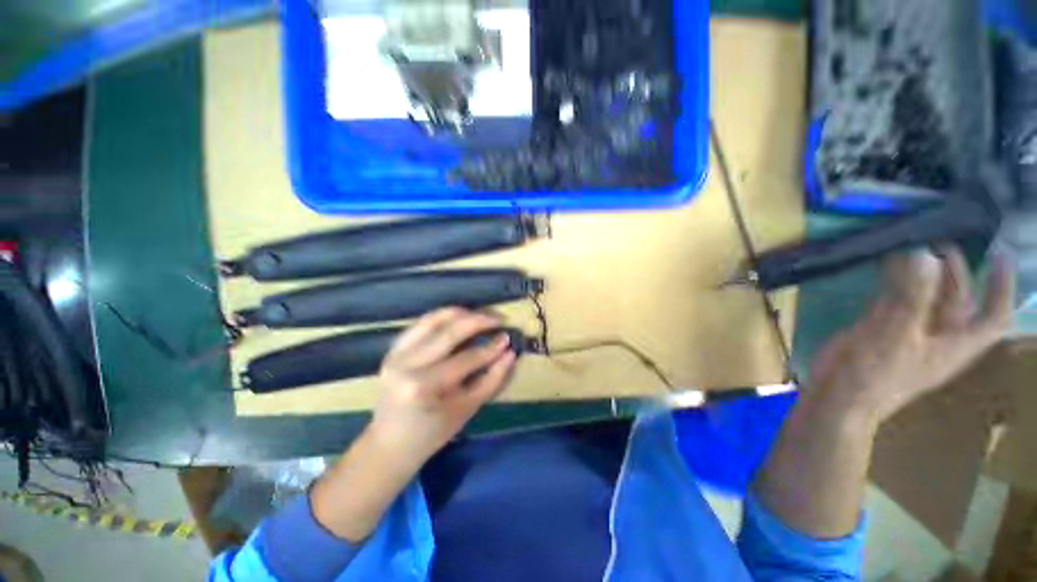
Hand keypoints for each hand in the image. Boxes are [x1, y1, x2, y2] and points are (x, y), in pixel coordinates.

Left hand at [367, 308, 516, 468]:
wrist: (389, 443)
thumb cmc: (431, 433)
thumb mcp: (467, 410)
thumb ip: (491, 380)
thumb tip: (510, 354)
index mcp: (424, 386)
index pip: (466, 358)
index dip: (491, 347)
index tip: (508, 338)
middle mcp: (407, 364)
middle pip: (450, 331)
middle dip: (479, 320)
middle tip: (499, 318)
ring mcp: (396, 353)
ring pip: (434, 319)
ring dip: (462, 312)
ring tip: (482, 314)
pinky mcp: (393, 348)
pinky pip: (422, 323)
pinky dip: (443, 316)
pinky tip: (460, 318)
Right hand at [808, 247, 1014, 424]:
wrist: (838, 397)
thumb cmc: (876, 374)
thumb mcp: (897, 336)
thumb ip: (912, 297)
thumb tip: (925, 255)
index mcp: (954, 344)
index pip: (992, 316)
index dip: (1001, 287)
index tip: (999, 255)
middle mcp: (937, 336)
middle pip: (956, 300)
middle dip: (954, 271)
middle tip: (940, 241)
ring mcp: (907, 332)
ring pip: (923, 298)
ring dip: (922, 274)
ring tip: (915, 246)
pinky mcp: (879, 329)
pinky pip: (894, 300)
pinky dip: (894, 283)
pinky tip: (887, 267)